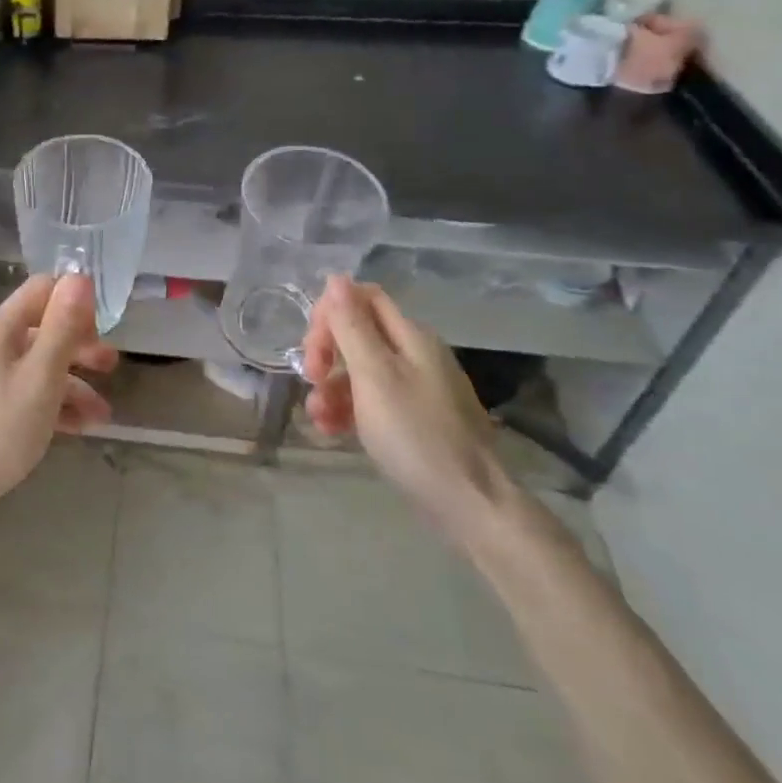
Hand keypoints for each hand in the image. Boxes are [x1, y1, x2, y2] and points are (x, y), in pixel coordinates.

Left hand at [0, 274, 114, 570]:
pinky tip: (80, 430)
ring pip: (40, 367)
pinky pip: (28, 394)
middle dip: (81, 346)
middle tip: (113, 367)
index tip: (104, 327)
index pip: (43, 289)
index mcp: (2, 328)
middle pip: (44, 329)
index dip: (75, 301)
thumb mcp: (41, 376)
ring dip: (74, 384)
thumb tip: (80, 277)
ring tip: (104, 415)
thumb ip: (62, 327)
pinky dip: (55, 406)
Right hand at [300, 276, 513, 545]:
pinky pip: (371, 400)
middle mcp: (415, 354)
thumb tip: (336, 278)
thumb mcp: (374, 376)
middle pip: (357, 332)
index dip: (329, 313)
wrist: (470, 504)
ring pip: (359, 370)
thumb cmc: (416, 434)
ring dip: (331, 387)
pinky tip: (332, 431)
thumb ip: (352, 326)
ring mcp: (416, 388)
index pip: (361, 297)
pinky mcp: (414, 419)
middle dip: (326, 352)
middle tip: (311, 379)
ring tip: (318, 418)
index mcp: (410, 336)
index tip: (312, 348)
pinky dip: (347, 409)